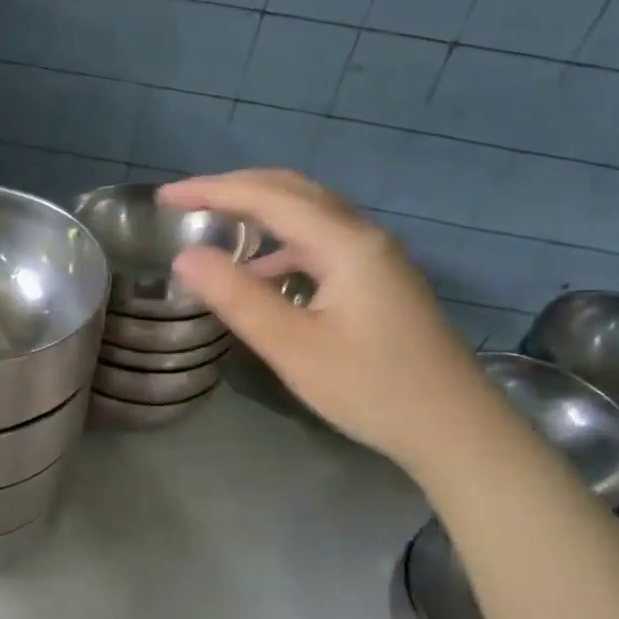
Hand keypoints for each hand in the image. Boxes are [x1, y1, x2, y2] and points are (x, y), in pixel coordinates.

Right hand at [160, 169, 499, 475]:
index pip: (267, 197)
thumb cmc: (371, 389)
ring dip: (260, 212)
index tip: (163, 197)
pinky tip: (262, 274)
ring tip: (215, 227)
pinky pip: (322, 243)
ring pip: (310, 215)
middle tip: (185, 201)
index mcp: (345, 243)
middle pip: (293, 191)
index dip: (211, 191)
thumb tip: (184, 257)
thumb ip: (237, 298)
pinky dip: (282, 245)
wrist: (455, 429)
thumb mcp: (293, 347)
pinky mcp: (380, 282)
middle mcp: (364, 237)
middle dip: (235, 188)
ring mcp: (377, 258)